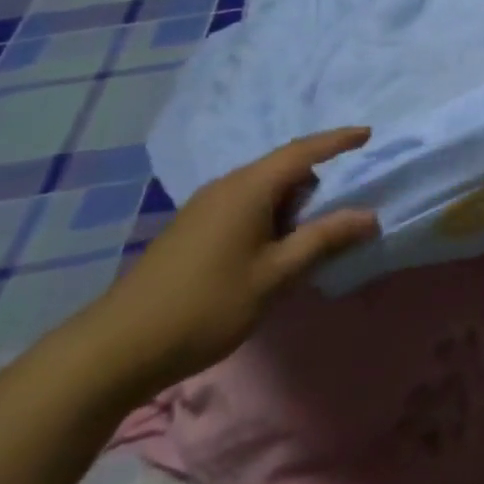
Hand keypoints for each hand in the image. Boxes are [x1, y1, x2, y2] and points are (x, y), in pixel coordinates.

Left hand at [86, 129, 378, 395]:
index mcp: (249, 188)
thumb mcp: (274, 276)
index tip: (368, 134)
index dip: (338, 141)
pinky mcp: (193, 230)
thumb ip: (323, 240)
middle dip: (319, 178)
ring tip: (318, 227)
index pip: (303, 151)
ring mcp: (205, 207)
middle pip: (284, 168)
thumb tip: (369, 215)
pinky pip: (246, 205)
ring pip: (263, 188)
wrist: (114, 350)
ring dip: (294, 201)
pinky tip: (277, 245)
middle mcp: (227, 187)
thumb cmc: (205, 306)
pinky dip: (272, 214)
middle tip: (349, 196)